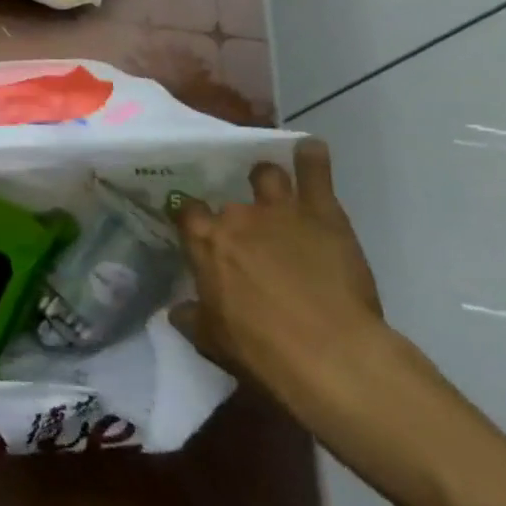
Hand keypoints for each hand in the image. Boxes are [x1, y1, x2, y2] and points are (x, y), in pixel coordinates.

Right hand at [170, 140, 385, 408]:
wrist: (329, 355)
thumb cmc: (262, 351)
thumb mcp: (212, 341)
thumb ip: (191, 317)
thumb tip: (177, 310)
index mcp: (205, 242)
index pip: (187, 212)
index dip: (192, 217)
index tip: (196, 225)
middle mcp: (235, 216)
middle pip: (227, 200)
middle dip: (235, 213)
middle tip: (246, 231)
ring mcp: (278, 209)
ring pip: (266, 175)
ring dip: (268, 180)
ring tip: (274, 189)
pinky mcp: (321, 212)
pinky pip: (315, 173)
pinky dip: (311, 158)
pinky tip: (310, 149)